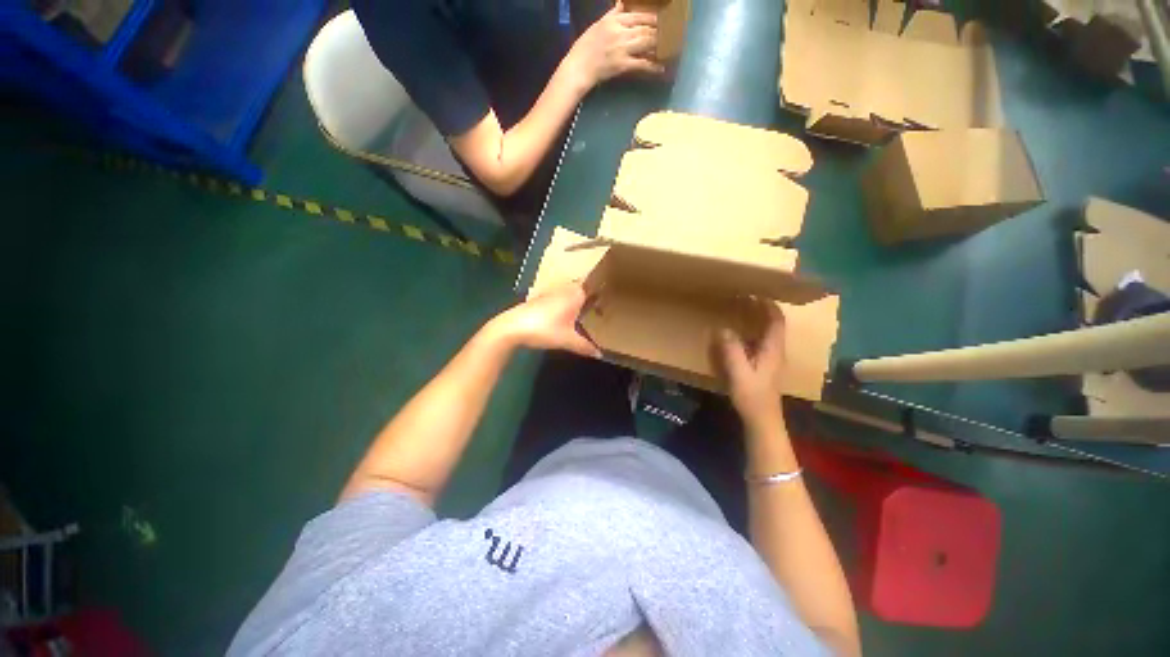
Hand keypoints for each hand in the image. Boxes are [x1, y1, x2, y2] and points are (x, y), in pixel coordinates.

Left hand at [490, 282, 600, 357]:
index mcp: (575, 294)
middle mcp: (564, 289)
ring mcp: (551, 292)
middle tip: (600, 312)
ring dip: (576, 303)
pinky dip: (564, 306)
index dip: (602, 295)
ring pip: (570, 295)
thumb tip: (600, 354)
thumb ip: (585, 346)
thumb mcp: (568, 340)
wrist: (512, 327)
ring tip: (586, 316)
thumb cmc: (544, 329)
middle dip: (590, 300)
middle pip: (582, 291)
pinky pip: (559, 299)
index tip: (610, 304)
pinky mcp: (540, 298)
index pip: (594, 289)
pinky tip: (564, 318)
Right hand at [567, 2, 663, 88]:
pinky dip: (652, 67)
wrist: (579, 67)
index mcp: (614, 20)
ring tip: (669, 48)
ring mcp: (622, 48)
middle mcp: (620, 32)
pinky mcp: (622, 65)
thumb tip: (622, 4)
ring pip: (646, 43)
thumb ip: (613, 14)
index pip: (639, 15)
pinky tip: (660, 68)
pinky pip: (641, 64)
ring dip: (659, 46)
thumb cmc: (586, 46)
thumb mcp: (599, 24)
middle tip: (671, 35)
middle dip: (660, 32)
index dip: (653, 17)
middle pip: (645, 28)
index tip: (663, 19)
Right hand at [718, 301, 785, 426]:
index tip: (755, 292)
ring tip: (739, 312)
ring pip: (766, 333)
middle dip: (761, 310)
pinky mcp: (763, 366)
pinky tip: (737, 335)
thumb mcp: (739, 372)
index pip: (776, 321)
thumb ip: (731, 350)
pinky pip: (759, 342)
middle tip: (743, 299)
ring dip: (756, 320)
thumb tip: (722, 328)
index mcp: (772, 349)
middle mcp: (774, 351)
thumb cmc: (752, 396)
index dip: (768, 305)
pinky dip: (750, 333)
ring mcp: (770, 359)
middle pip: (773, 324)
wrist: (762, 419)